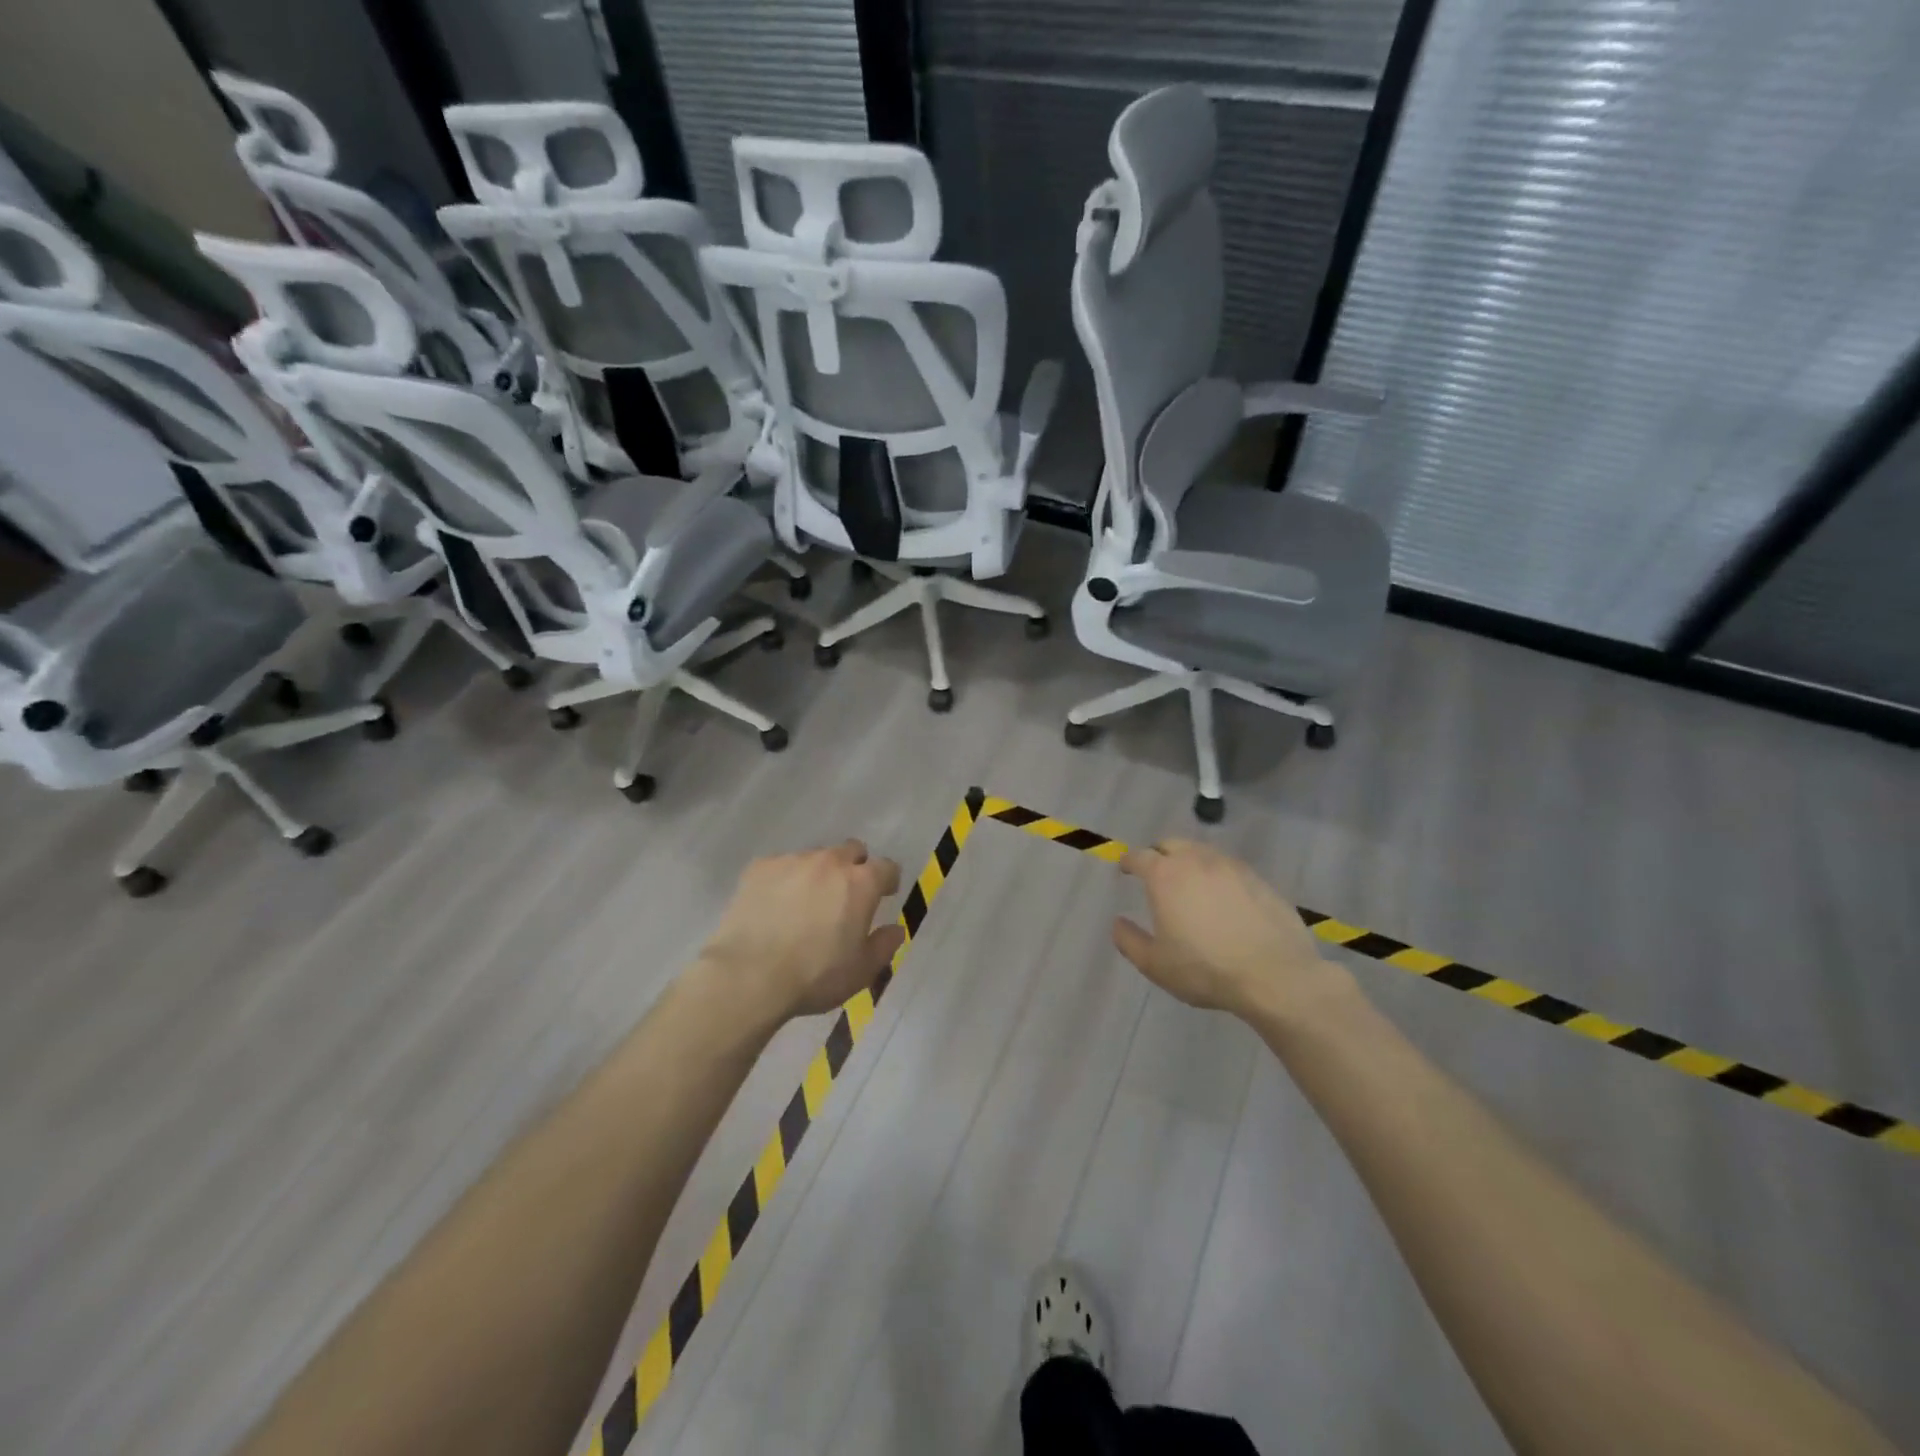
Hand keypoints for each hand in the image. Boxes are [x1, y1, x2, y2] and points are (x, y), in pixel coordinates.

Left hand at [700, 841, 904, 1022]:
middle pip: (851, 850)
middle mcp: (830, 862)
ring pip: (815, 857)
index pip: (887, 867)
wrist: (748, 976)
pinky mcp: (760, 867)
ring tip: (804, 903)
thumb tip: (895, 929)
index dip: (887, 880)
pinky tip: (774, 905)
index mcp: (861, 883)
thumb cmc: (814, 976)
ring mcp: (792, 861)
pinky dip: (785, 880)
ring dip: (818, 874)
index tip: (884, 894)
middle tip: (845, 896)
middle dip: (854, 867)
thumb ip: (884, 945)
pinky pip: (781, 865)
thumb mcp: (861, 971)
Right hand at [1114, 839, 1353, 1021]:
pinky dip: (1218, 874)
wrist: (1275, 975)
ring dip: (1189, 861)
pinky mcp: (1259, 878)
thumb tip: (1118, 923)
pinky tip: (1223, 897)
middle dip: (1159, 853)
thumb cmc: (1206, 969)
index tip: (1125, 868)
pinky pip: (1229, 867)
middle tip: (1156, 871)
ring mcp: (1231, 866)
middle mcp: (1196, 860)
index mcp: (1165, 875)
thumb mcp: (1155, 964)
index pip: (1139, 856)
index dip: (1128, 861)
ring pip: (1202, 852)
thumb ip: (1129, 940)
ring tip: (1190, 883)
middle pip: (1171, 843)